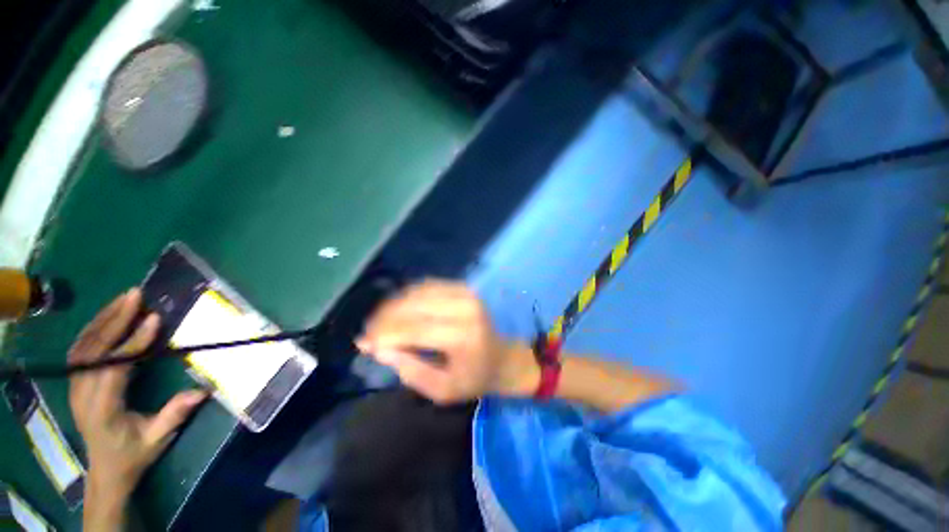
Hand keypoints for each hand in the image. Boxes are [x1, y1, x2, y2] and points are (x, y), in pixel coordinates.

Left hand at [69, 289, 206, 498]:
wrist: (106, 470)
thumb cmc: (134, 454)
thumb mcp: (158, 438)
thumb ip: (174, 414)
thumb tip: (202, 390)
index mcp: (102, 409)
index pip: (114, 367)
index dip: (133, 342)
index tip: (154, 319)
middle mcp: (82, 394)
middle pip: (93, 349)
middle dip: (115, 319)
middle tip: (136, 296)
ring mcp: (75, 387)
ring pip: (83, 345)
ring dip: (103, 319)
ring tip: (124, 299)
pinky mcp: (76, 382)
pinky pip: (80, 349)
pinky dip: (93, 328)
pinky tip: (108, 316)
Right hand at [356, 280, 539, 403]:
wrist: (502, 357)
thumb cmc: (473, 379)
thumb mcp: (441, 390)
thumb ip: (410, 370)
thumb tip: (379, 348)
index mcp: (462, 336)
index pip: (414, 329)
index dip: (385, 334)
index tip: (363, 343)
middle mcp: (464, 308)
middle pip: (413, 305)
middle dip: (384, 318)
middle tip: (368, 332)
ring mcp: (465, 293)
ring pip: (417, 292)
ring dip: (393, 305)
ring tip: (379, 322)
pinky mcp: (463, 287)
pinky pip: (427, 286)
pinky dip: (408, 296)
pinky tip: (398, 309)